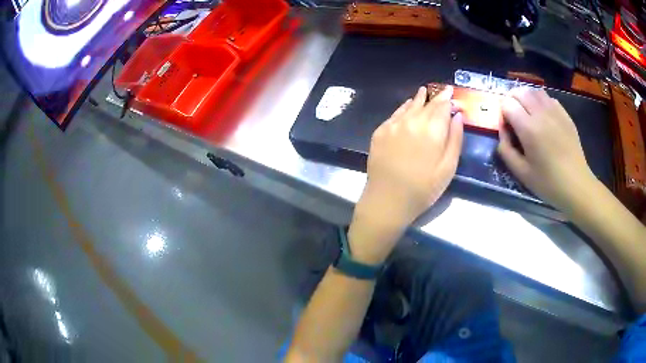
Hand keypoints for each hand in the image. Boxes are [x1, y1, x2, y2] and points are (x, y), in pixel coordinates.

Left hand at [349, 86, 463, 262]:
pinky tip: (408, 107)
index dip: (448, 98)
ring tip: (424, 92)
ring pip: (409, 106)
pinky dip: (404, 108)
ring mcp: (393, 125)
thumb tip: (458, 116)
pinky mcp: (380, 132)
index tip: (451, 92)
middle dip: (436, 97)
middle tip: (441, 90)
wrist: (387, 201)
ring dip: (419, 99)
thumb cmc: (423, 189)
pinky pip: (395, 114)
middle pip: (426, 104)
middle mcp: (412, 121)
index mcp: (432, 129)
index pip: (442, 106)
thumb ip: (455, 139)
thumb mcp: (448, 168)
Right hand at [499, 88, 599, 210]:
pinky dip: (541, 101)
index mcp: (528, 128)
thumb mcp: (521, 173)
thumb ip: (506, 149)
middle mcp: (541, 113)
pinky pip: (548, 98)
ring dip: (526, 98)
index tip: (506, 126)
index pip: (507, 103)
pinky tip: (543, 116)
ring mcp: (555, 111)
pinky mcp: (565, 114)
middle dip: (512, 100)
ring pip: (534, 91)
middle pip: (519, 92)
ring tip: (527, 113)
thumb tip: (502, 130)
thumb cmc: (548, 182)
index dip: (502, 112)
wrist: (576, 185)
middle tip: (513, 117)